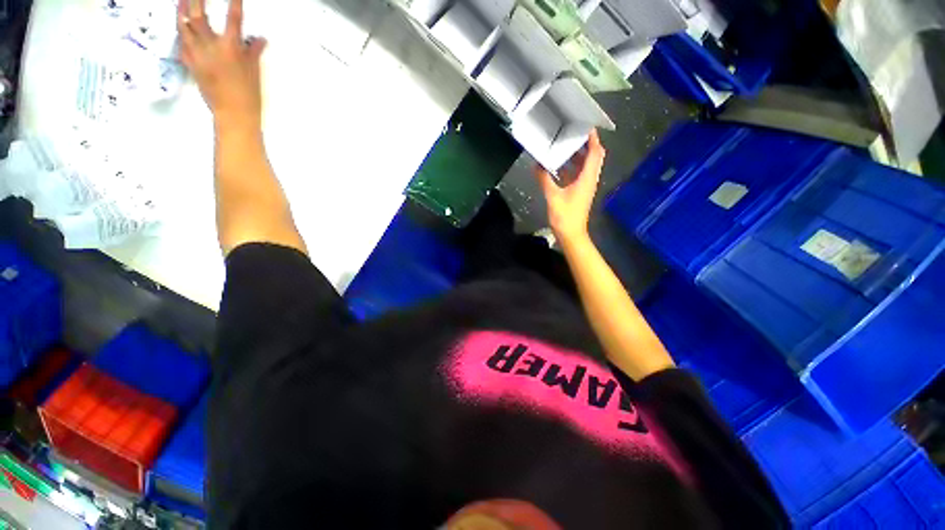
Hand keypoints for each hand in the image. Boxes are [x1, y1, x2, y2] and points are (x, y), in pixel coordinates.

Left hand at [177, 0, 265, 129]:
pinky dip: (181, 34)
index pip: (233, 18)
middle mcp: (211, 46)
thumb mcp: (254, 71)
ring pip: (184, 27)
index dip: (234, 3)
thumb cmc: (248, 94)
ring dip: (181, 11)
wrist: (234, 114)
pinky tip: (182, 29)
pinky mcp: (190, 64)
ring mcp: (197, 54)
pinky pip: (182, 44)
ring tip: (180, 1)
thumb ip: (253, 52)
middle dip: (195, 0)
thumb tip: (259, 39)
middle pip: (198, 16)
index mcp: (231, 47)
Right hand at [534, 129, 606, 242]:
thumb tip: (537, 165)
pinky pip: (577, 175)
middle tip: (572, 133)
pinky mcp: (578, 192)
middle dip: (585, 144)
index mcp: (587, 178)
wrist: (571, 234)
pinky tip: (558, 166)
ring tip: (563, 146)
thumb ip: (545, 179)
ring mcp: (584, 186)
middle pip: (593, 157)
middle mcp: (589, 179)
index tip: (586, 126)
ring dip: (577, 156)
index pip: (595, 153)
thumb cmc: (565, 216)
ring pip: (585, 166)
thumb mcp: (553, 196)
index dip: (593, 139)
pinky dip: (570, 168)